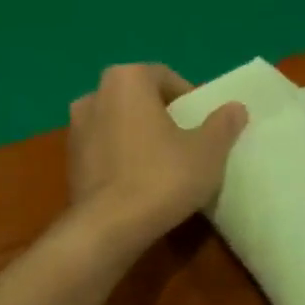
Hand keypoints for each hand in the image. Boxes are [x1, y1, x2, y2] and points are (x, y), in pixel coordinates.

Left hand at [67, 64, 247, 251]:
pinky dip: (121, 159)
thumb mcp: (207, 151)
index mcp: (126, 79)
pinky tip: (139, 184)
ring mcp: (75, 129)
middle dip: (162, 117)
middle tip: (186, 144)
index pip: (164, 77)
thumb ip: (222, 124)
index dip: (188, 99)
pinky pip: (104, 151)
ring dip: (139, 138)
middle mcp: (94, 95)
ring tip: (164, 166)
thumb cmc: (162, 177)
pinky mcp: (69, 162)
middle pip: (138, 99)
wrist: (108, 227)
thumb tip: (235, 107)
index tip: (203, 126)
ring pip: (118, 125)